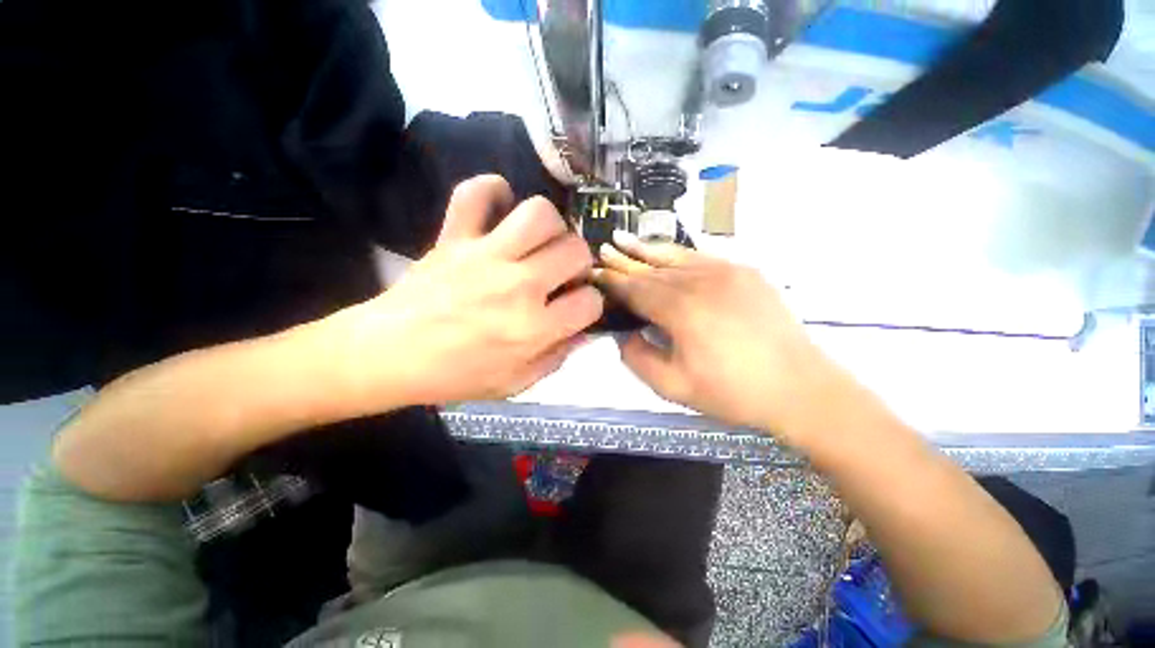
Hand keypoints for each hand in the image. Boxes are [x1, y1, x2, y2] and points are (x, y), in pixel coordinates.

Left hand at [326, 175, 603, 411]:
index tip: (578, 306)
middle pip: (575, 250)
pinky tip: (500, 208)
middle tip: (563, 273)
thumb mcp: (515, 384)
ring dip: (551, 226)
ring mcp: (485, 256)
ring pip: (539, 213)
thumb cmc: (454, 376)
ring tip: (540, 242)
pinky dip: (492, 191)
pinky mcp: (453, 237)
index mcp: (533, 328)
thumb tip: (584, 333)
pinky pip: (475, 194)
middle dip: (580, 262)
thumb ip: (556, 358)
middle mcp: (518, 286)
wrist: (388, 356)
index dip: (591, 304)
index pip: (590, 302)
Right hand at [594, 231, 858, 442]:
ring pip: (675, 256)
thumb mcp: (673, 387)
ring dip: (647, 250)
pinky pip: (701, 257)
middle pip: (651, 269)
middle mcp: (700, 283)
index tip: (595, 273)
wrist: (798, 387)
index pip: (635, 289)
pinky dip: (677, 253)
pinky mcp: (744, 272)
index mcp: (681, 311)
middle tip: (603, 250)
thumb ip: (638, 359)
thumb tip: (624, 334)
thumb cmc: (732, 392)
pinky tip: (665, 251)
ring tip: (624, 239)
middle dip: (624, 261)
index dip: (612, 281)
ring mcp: (725, 272)